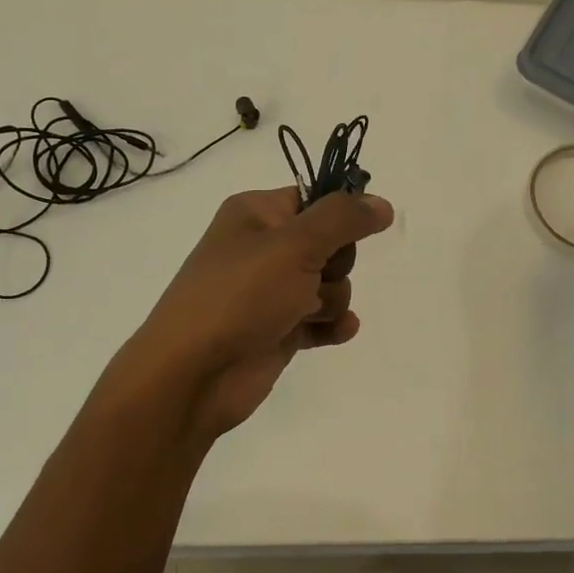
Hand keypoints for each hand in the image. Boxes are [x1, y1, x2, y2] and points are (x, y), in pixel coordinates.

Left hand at [114, 187, 395, 442]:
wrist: (193, 374)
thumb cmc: (240, 296)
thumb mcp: (295, 245)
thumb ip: (343, 219)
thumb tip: (381, 202)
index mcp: (256, 213)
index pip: (315, 198)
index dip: (337, 215)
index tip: (350, 232)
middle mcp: (262, 247)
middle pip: (330, 242)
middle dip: (335, 263)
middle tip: (314, 276)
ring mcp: (270, 291)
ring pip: (330, 283)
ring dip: (330, 299)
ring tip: (306, 312)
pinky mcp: (278, 329)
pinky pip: (322, 319)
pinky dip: (332, 324)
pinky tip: (336, 331)